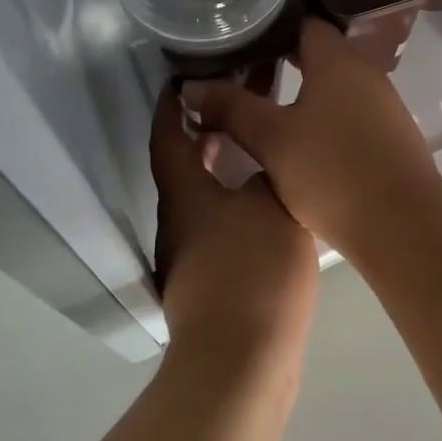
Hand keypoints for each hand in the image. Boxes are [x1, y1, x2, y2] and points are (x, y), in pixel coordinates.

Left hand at [150, 90, 318, 365]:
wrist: (241, 362)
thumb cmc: (251, 269)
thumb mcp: (270, 203)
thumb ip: (266, 171)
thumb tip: (263, 163)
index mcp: (184, 195)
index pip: (168, 137)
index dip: (171, 107)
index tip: (181, 78)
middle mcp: (180, 221)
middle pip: (188, 165)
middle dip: (210, 132)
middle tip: (242, 102)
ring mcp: (194, 255)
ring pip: (208, 196)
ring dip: (228, 166)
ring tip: (263, 146)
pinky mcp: (214, 283)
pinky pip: (224, 224)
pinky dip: (240, 201)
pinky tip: (273, 204)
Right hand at [181, 19, 441, 261]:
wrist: (403, 225)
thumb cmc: (332, 171)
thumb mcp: (271, 140)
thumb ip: (231, 108)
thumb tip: (191, 86)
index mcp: (337, 60)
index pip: (303, 23)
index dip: (269, 28)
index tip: (238, 39)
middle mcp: (365, 71)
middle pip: (319, 52)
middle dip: (281, 60)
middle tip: (241, 71)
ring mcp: (383, 103)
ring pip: (335, 83)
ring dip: (303, 90)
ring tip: (264, 104)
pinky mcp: (391, 134)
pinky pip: (350, 109)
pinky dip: (324, 113)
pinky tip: (302, 138)